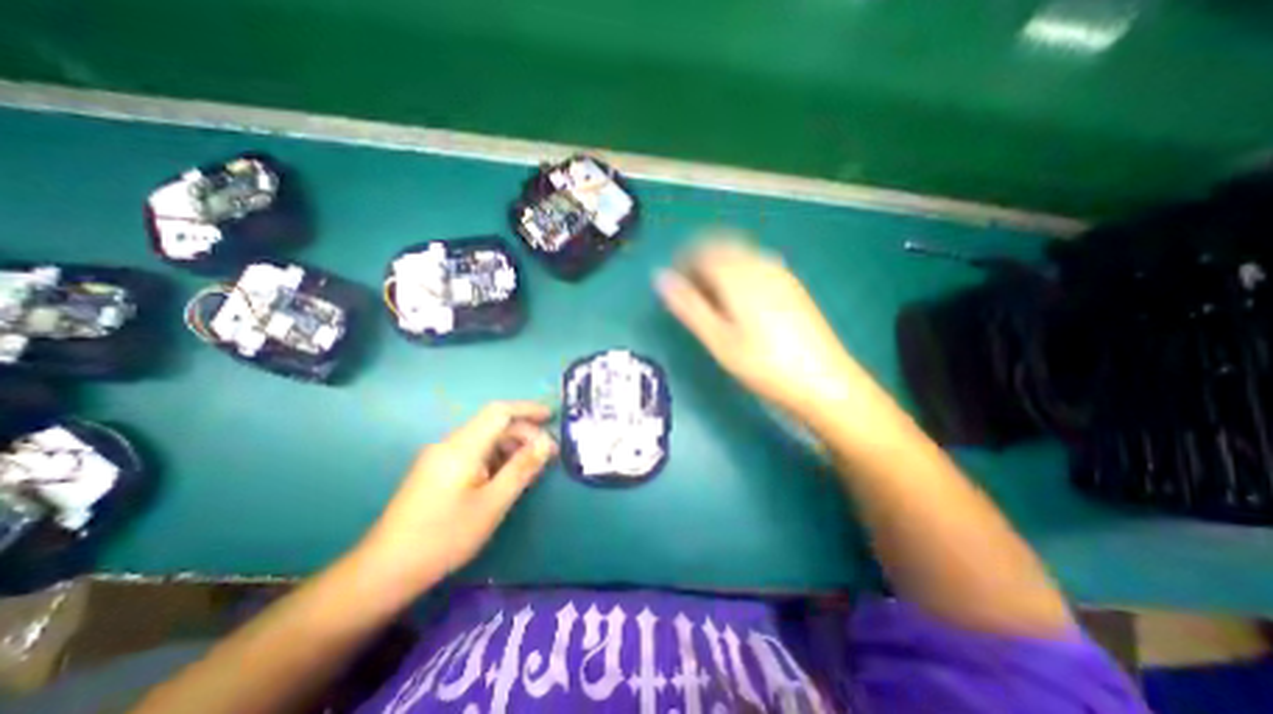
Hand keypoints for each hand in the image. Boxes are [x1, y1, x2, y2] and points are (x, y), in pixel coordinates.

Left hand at [357, 402, 556, 596]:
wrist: (384, 570)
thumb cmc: (444, 537)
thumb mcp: (492, 504)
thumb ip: (522, 469)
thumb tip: (547, 443)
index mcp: (461, 447)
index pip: (499, 412)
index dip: (527, 409)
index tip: (551, 417)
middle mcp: (449, 444)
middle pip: (492, 424)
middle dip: (523, 433)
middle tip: (546, 454)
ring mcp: (439, 456)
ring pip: (483, 438)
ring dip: (510, 445)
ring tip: (530, 466)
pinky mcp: (435, 470)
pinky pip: (472, 451)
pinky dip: (495, 456)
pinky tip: (505, 475)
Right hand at [656, 241, 866, 424]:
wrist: (823, 381)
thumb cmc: (762, 364)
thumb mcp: (718, 339)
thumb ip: (688, 306)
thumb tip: (660, 277)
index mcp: (738, 274)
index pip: (702, 250)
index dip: (682, 261)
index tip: (673, 282)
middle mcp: (760, 264)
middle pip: (722, 246)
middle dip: (700, 261)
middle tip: (690, 291)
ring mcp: (780, 273)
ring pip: (740, 254)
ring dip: (720, 266)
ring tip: (712, 297)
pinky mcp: (792, 285)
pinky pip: (757, 264)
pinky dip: (739, 272)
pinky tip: (740, 300)